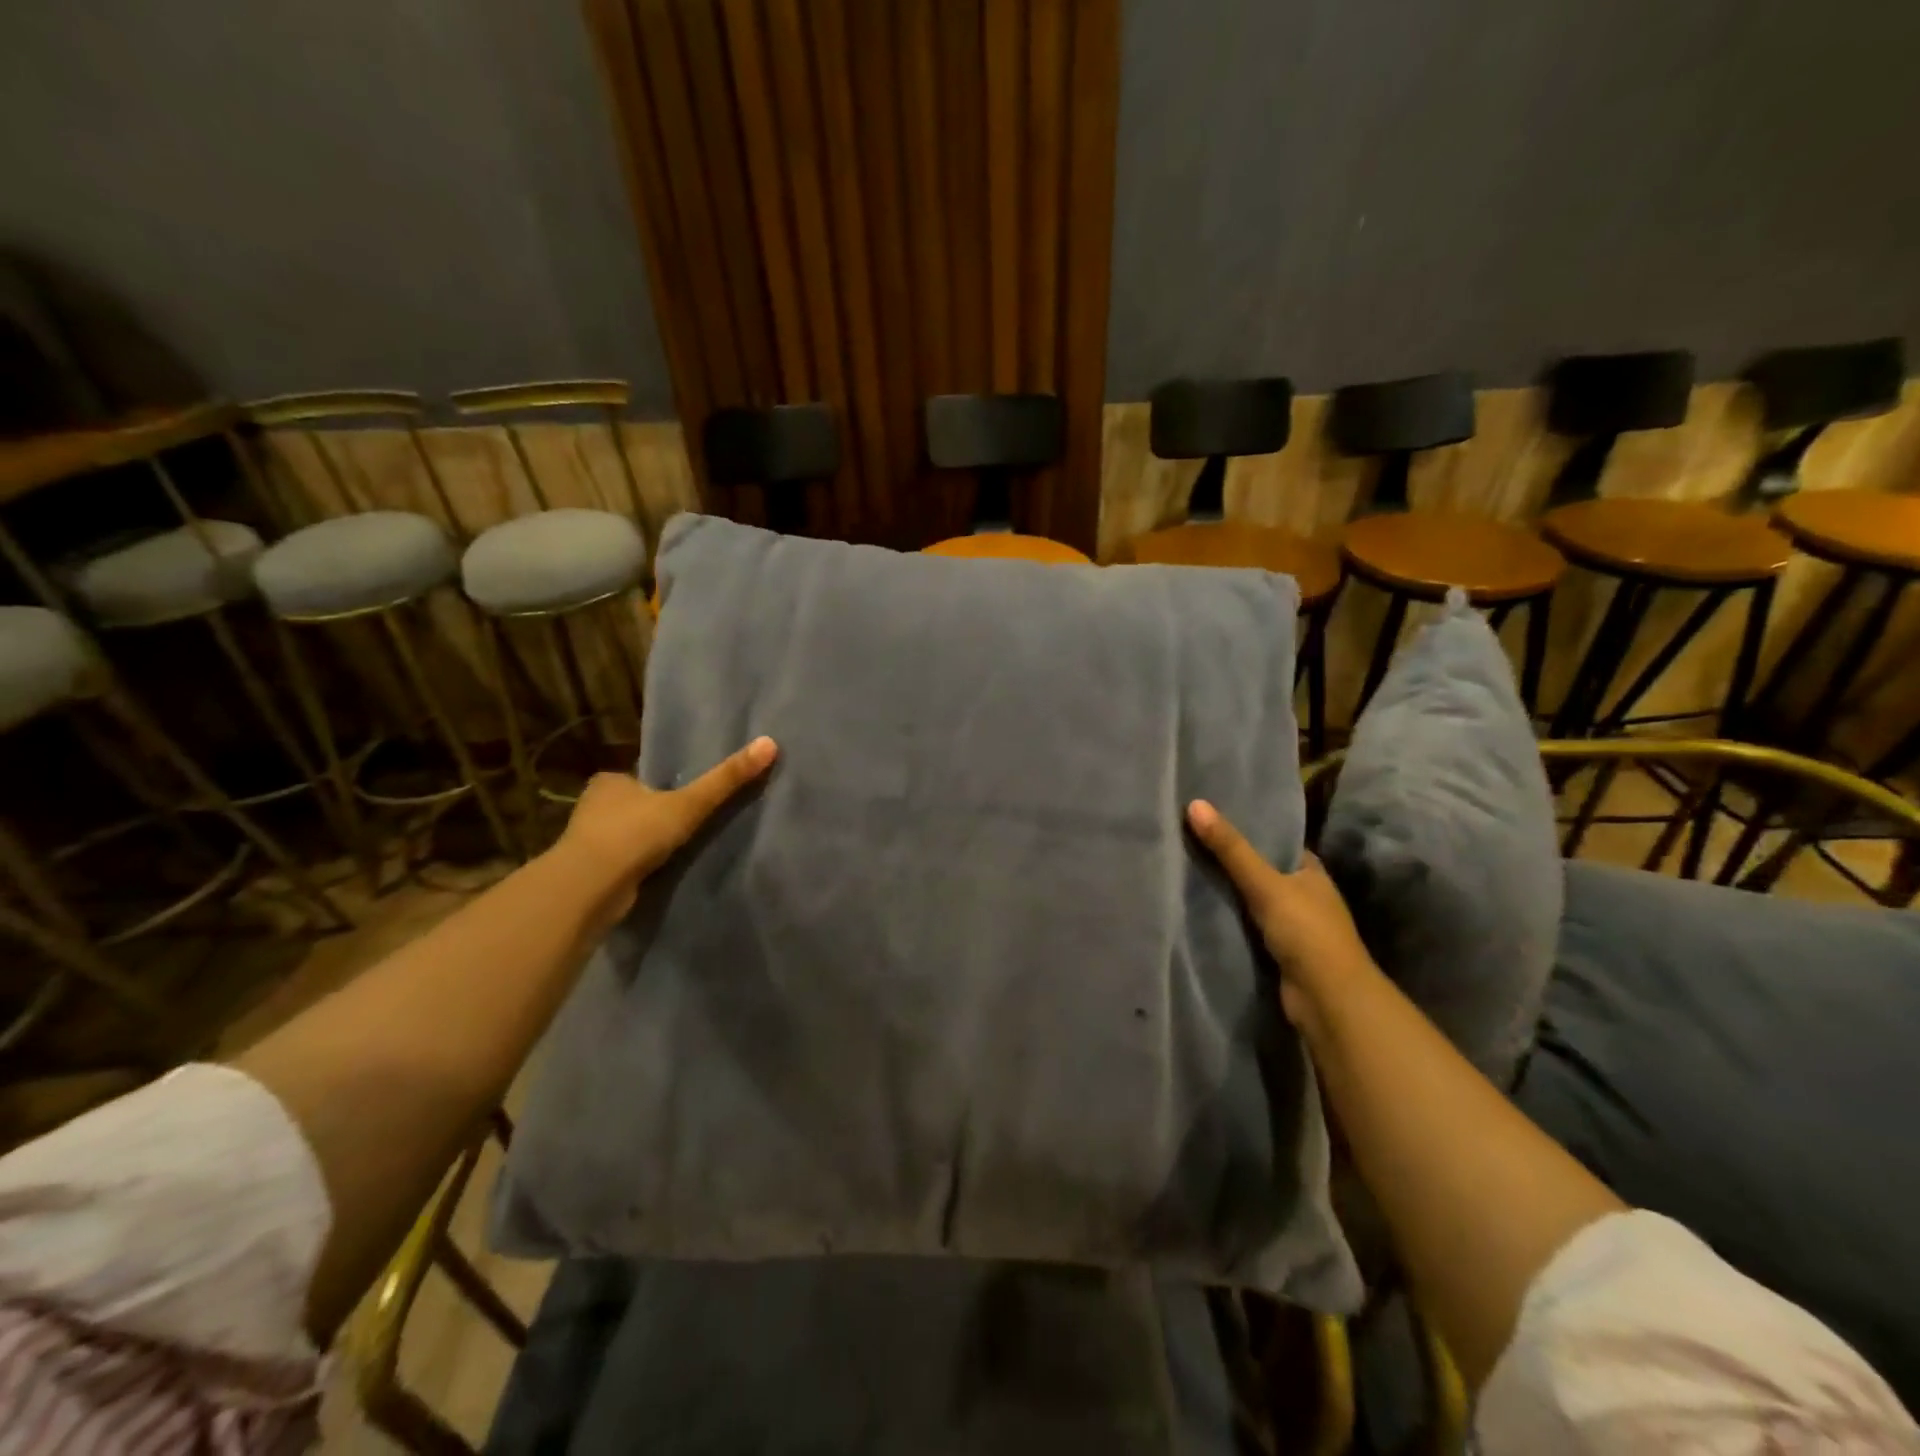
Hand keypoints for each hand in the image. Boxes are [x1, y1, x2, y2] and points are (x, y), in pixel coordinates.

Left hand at [554, 736, 778, 909]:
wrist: (590, 887)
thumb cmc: (635, 833)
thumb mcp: (690, 803)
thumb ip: (726, 779)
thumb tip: (770, 743)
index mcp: (610, 781)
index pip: (641, 778)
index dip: (663, 786)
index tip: (685, 797)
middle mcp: (593, 806)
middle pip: (633, 806)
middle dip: (654, 815)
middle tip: (687, 824)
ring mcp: (588, 841)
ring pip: (626, 836)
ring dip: (646, 843)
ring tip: (677, 851)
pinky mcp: (590, 872)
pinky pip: (623, 862)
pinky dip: (638, 866)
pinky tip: (657, 873)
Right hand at [1187, 799, 1376, 1022]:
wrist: (1328, 999)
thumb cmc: (1306, 931)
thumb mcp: (1265, 883)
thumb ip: (1230, 849)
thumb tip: (1195, 803)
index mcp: (1311, 872)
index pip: (1277, 842)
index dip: (1248, 829)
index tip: (1212, 817)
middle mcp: (1305, 895)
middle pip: (1262, 870)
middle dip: (1231, 861)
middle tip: (1188, 841)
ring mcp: (1293, 926)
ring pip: (1253, 900)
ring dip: (1228, 892)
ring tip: (1185, 869)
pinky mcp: (1279, 951)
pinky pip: (1247, 926)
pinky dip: (1228, 919)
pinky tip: (1200, 909)